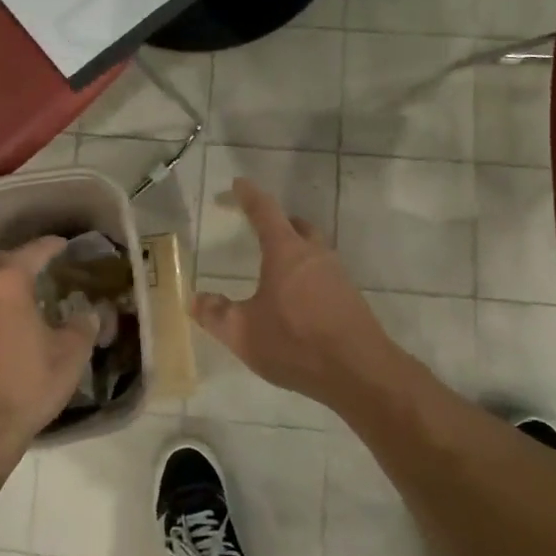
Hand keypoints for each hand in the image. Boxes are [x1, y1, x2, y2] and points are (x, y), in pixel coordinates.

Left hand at [0, 237, 97, 469]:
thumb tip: (88, 314)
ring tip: (8, 301)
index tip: (62, 245)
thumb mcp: (70, 356)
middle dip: (12, 260)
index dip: (49, 246)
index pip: (31, 252)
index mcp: (5, 285)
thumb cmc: (27, 386)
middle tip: (32, 270)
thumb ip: (82, 327)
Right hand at [191, 179, 402, 407]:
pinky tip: (297, 299)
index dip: (249, 196)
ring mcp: (337, 275)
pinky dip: (307, 275)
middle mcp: (314, 255)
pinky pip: (323, 273)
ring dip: (294, 249)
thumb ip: (215, 314)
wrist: (360, 371)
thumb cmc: (295, 343)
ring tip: (275, 268)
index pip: (265, 211)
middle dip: (277, 222)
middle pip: (296, 226)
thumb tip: (195, 299)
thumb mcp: (242, 333)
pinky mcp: (350, 297)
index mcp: (286, 252)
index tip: (238, 184)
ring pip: (313, 249)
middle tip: (259, 226)